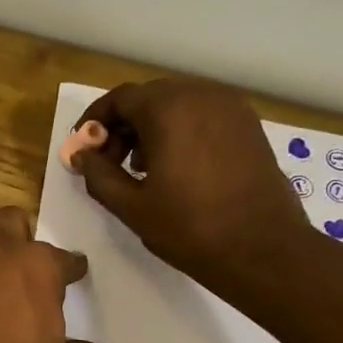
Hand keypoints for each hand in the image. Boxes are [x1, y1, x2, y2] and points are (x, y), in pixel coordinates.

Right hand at [71, 78, 312, 302]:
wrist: (261, 248)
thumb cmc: (189, 227)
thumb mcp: (131, 206)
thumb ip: (99, 175)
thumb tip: (81, 155)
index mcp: (169, 109)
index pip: (120, 99)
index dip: (95, 121)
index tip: (83, 148)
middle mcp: (201, 95)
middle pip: (149, 98)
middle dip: (123, 126)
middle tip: (110, 163)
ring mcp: (230, 107)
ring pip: (177, 105)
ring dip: (151, 128)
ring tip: (142, 169)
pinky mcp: (248, 125)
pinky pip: (202, 115)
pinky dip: (180, 131)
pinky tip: (176, 167)